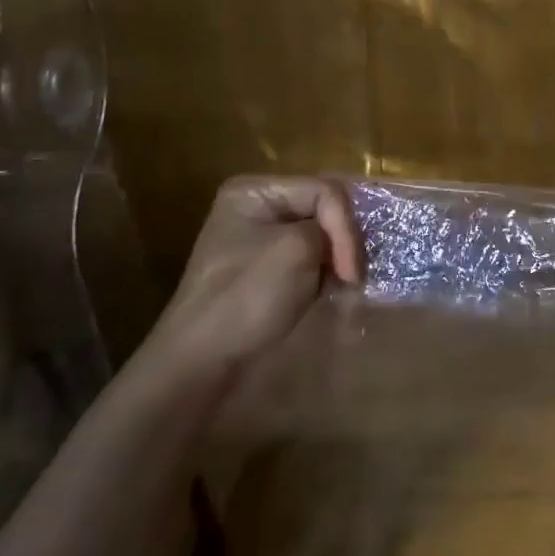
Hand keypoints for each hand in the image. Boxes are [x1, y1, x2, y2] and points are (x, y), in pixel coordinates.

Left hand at [137, 175, 363, 392]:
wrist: (201, 364)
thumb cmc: (247, 297)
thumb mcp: (297, 248)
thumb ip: (333, 228)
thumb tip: (345, 245)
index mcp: (255, 191)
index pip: (324, 191)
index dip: (345, 227)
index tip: (350, 272)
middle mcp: (256, 208)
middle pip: (323, 210)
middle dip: (343, 242)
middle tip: (353, 278)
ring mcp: (260, 241)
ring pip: (320, 237)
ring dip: (337, 261)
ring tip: (345, 287)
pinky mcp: (266, 272)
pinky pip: (308, 260)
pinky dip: (325, 275)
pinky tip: (331, 292)